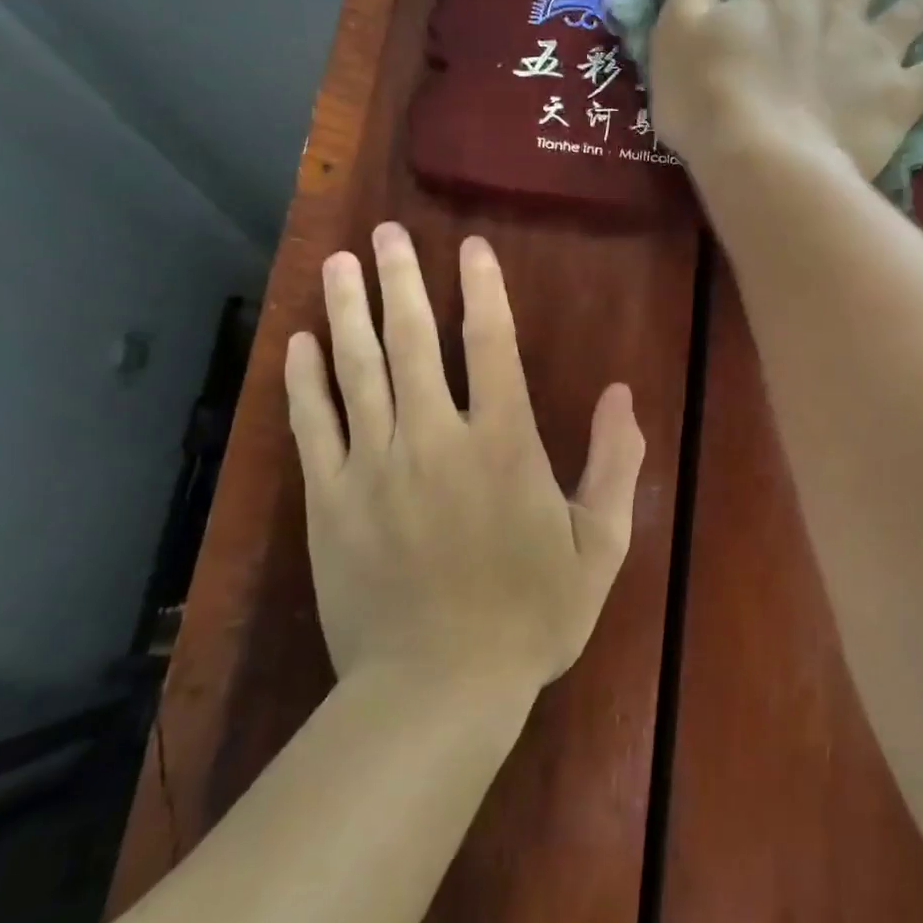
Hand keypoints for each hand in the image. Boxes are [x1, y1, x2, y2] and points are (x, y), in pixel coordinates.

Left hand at [283, 223, 644, 688]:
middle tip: (386, 234)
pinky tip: (300, 342)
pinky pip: (315, 424)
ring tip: (338, 263)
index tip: (468, 246)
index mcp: (503, 443)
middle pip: (413, 340)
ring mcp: (375, 465)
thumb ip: (614, 464)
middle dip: (401, 280)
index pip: (491, 344)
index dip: (481, 289)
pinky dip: (305, 380)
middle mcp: (434, 437)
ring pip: (357, 370)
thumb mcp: (599, 545)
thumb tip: (623, 394)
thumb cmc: (530, 615)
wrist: (437, 688)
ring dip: (348, 311)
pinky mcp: (330, 498)